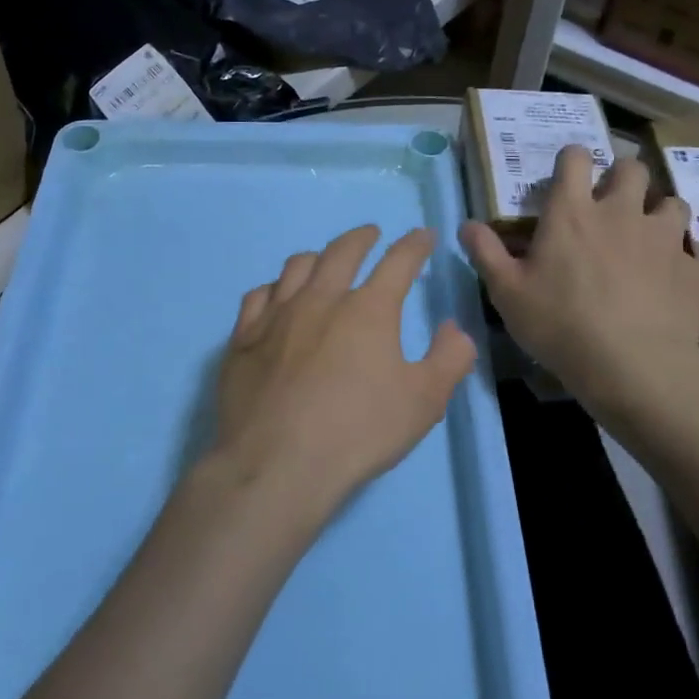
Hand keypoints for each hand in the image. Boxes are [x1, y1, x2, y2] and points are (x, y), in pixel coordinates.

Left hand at [205, 225, 477, 526]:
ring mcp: (277, 316)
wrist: (277, 464)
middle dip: (361, 237)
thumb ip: (449, 359)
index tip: (423, 235)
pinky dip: (275, 288)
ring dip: (317, 257)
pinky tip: (277, 296)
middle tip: (370, 234)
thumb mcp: (424, 402)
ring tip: (324, 261)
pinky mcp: (244, 338)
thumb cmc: (358, 432)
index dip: (414, 245)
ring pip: (296, 266)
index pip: (398, 262)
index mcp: (368, 310)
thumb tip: (454, 327)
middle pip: (342, 252)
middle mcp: (321, 299)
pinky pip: (258, 296)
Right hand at [461, 144, 698, 435]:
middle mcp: (620, 212)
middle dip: (621, 176)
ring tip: (646, 235)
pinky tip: (664, 281)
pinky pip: (687, 250)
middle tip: (610, 202)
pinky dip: (675, 257)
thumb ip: (485, 253)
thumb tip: (466, 224)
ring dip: (657, 211)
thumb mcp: (507, 293)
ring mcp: (662, 238)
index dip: (572, 158)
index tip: (567, 175)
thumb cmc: (559, 324)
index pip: (575, 158)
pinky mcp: (690, 268)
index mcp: (572, 212)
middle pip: (632, 167)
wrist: (633, 366)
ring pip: (671, 202)